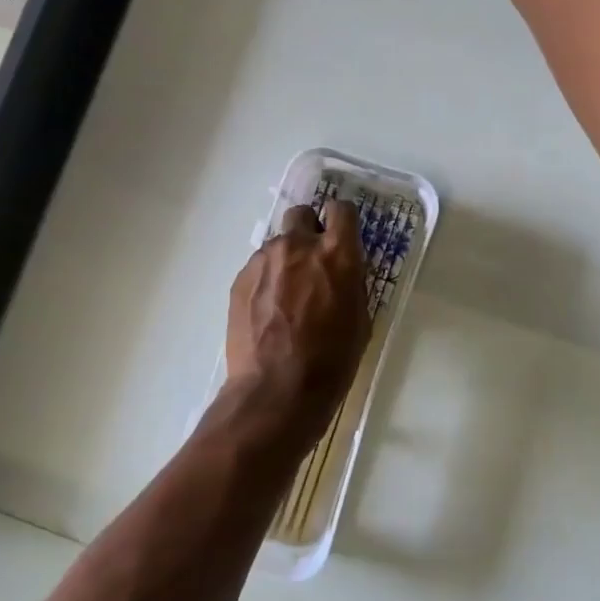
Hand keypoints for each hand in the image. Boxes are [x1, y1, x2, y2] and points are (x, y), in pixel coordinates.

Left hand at [225, 200, 370, 444]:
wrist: (275, 391)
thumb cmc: (331, 362)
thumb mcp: (359, 321)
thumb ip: (350, 283)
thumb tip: (342, 270)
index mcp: (337, 254)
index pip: (342, 209)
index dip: (342, 220)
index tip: (341, 235)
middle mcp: (299, 246)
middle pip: (301, 214)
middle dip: (308, 231)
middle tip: (311, 262)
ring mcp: (264, 260)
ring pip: (277, 244)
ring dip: (285, 261)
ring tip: (285, 298)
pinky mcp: (240, 279)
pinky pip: (258, 268)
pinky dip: (265, 281)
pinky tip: (267, 313)